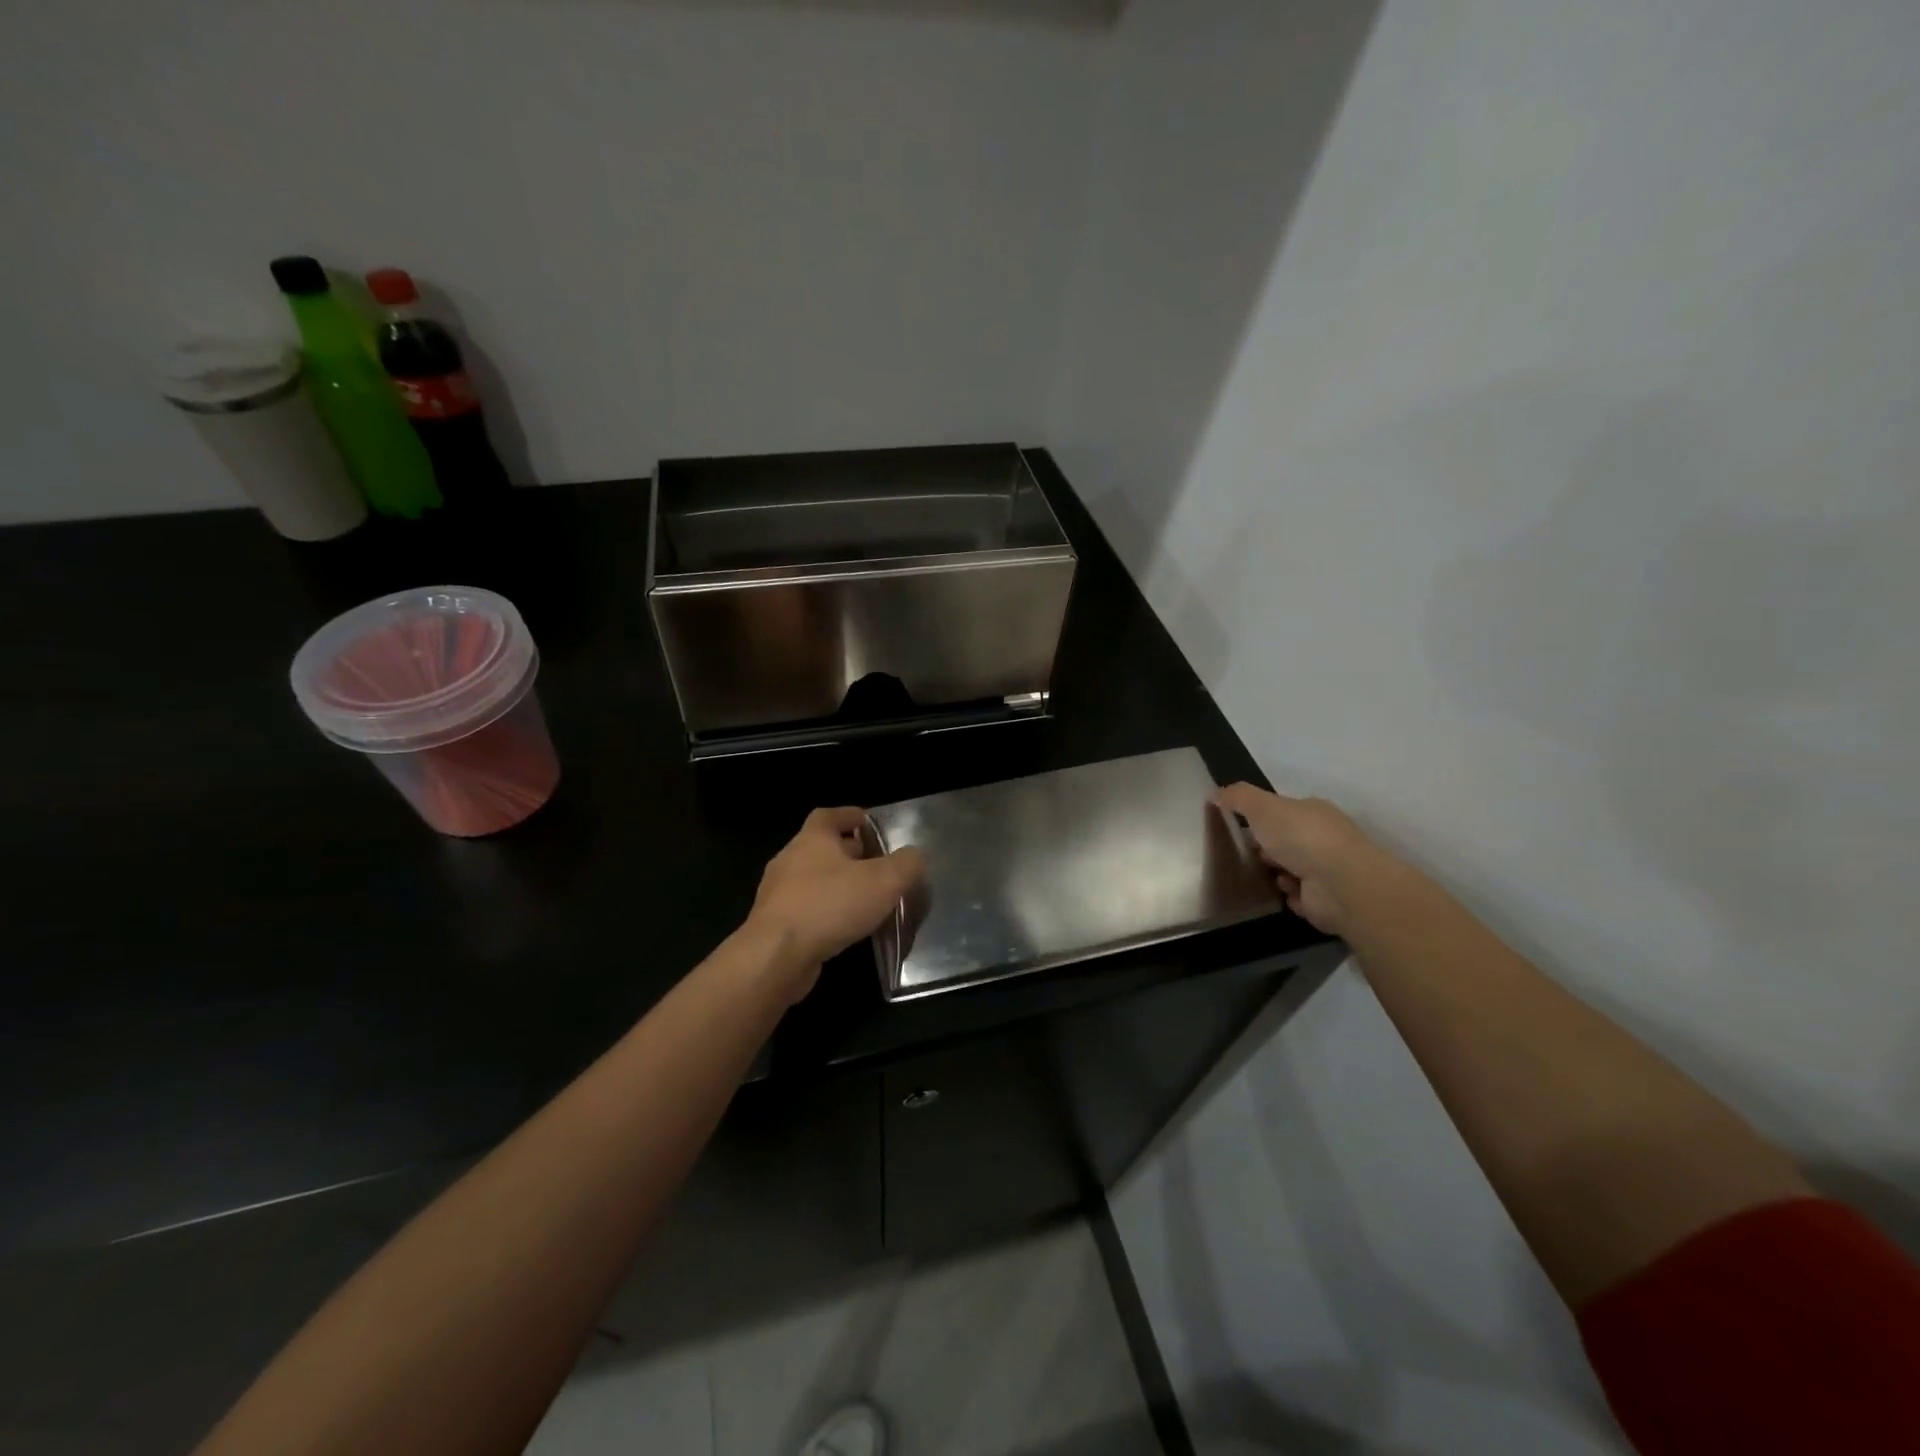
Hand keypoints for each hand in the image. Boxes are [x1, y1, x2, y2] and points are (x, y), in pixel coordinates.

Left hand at [744, 806, 925, 1002]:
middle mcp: (790, 860)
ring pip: (813, 881)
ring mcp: (778, 894)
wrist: (776, 956)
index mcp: (812, 839)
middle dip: (850, 854)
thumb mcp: (883, 881)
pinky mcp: (774, 925)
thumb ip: (906, 864)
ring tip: (867, 900)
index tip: (870, 823)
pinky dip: (826, 913)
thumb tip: (916, 856)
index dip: (849, 816)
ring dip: (837, 886)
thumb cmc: (830, 905)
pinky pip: (805, 910)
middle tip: (879, 865)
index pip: (829, 816)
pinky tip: (845, 928)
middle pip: (822, 848)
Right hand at [1214, 783, 1381, 936]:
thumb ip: (1238, 797)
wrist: (1339, 884)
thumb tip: (1216, 793)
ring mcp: (1326, 870)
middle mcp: (1323, 839)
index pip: (1284, 812)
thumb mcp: (1262, 806)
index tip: (1240, 827)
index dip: (1261, 819)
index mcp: (1313, 812)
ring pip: (1292, 870)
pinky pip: (1298, 897)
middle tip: (1245, 854)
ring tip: (1260, 876)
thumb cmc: (1300, 836)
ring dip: (1275, 873)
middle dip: (1266, 848)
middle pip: (1287, 841)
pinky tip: (1279, 894)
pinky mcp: (1324, 900)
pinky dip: (1287, 895)